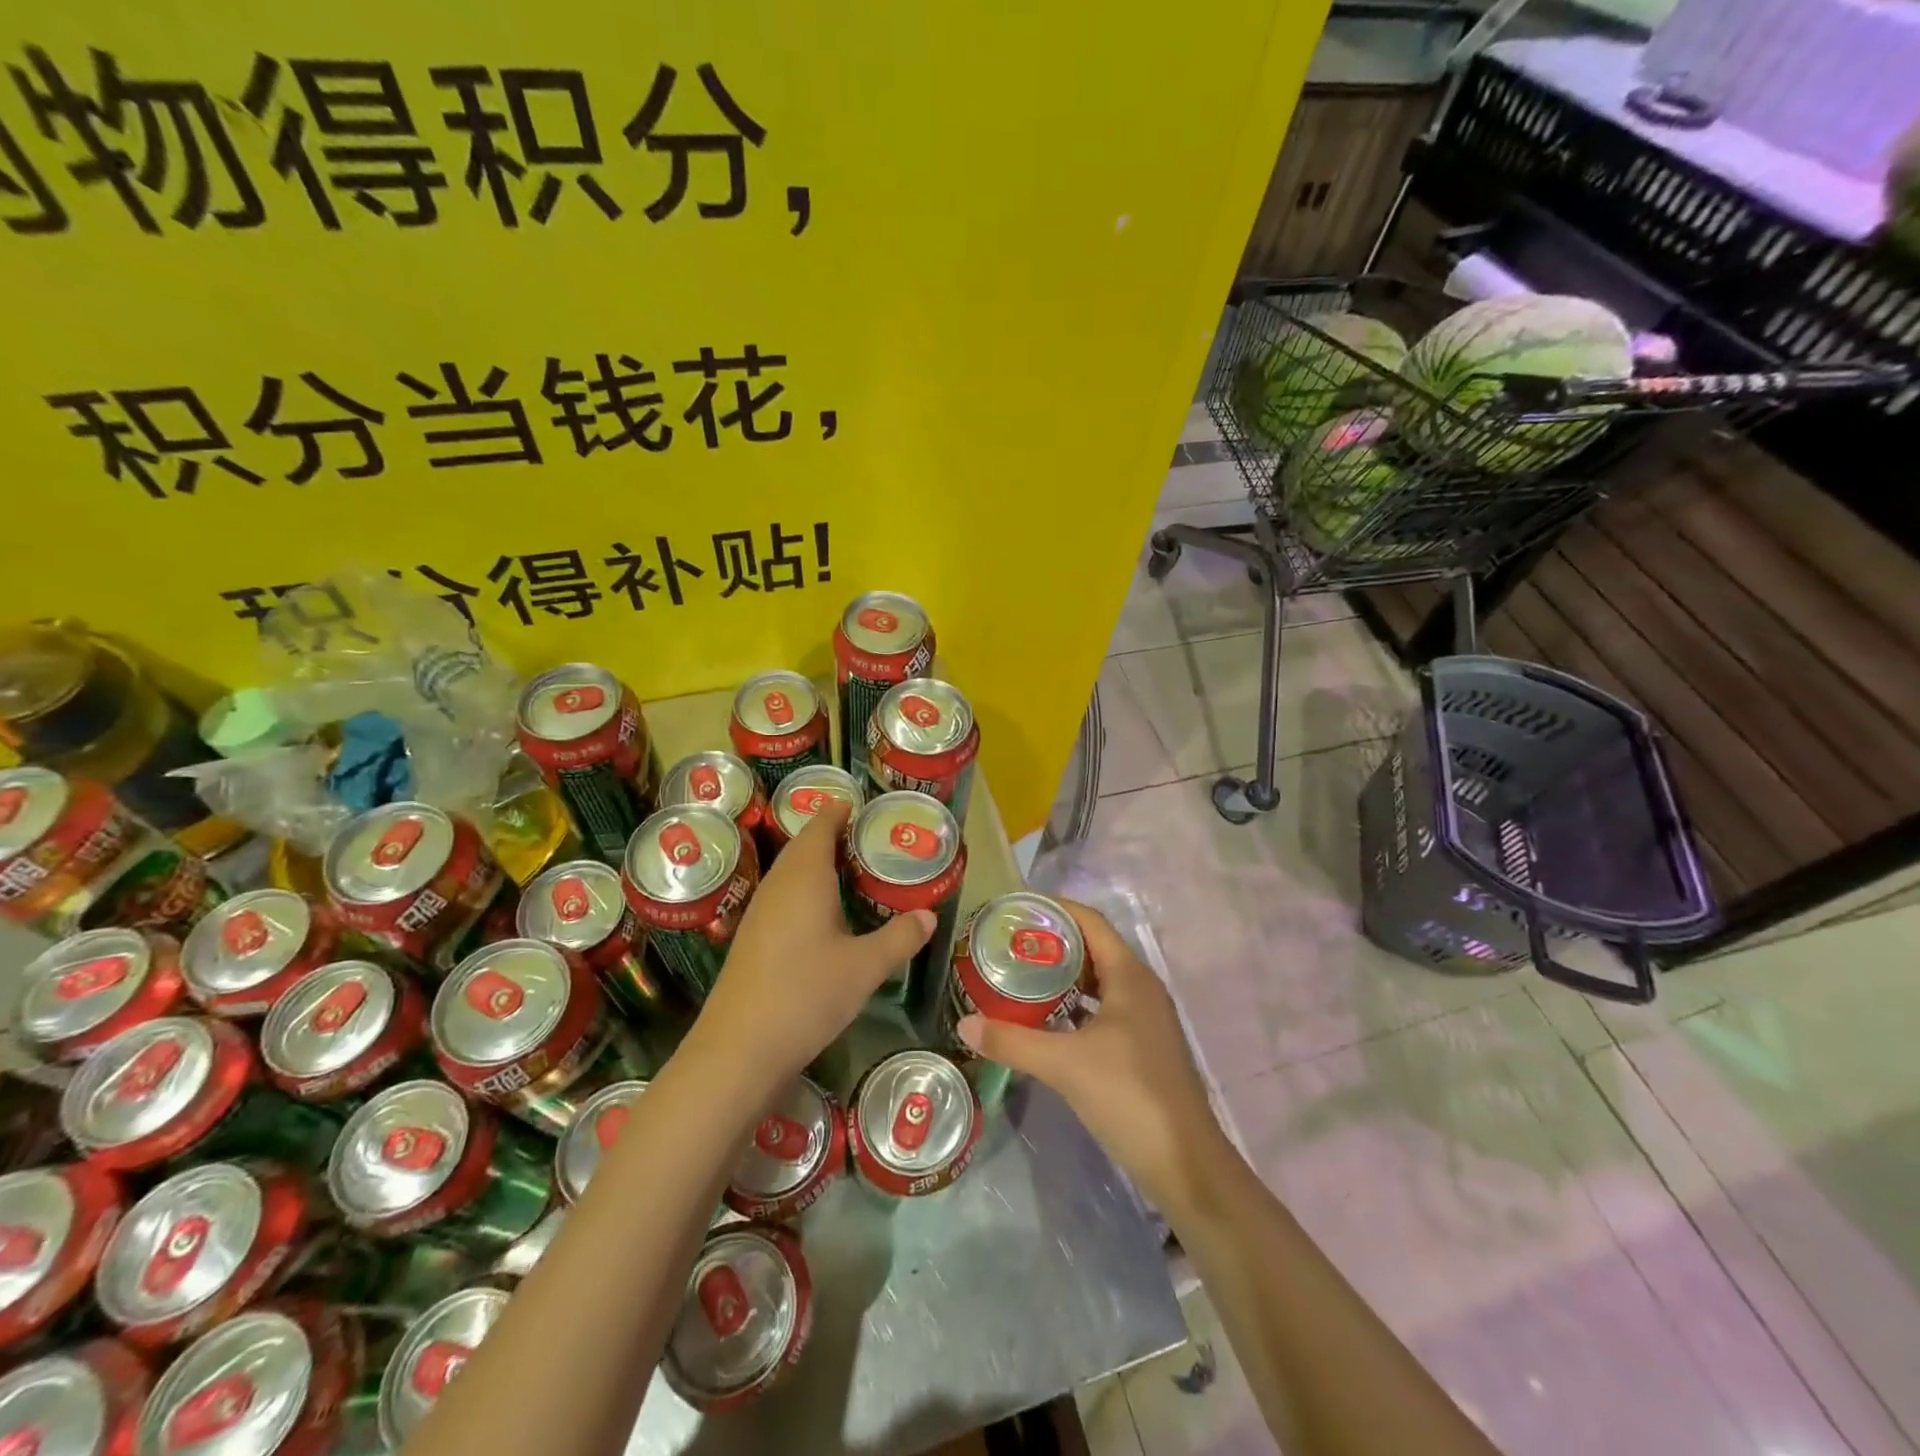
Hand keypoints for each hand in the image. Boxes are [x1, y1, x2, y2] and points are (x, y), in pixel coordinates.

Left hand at [683, 797, 932, 1103]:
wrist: (739, 1049)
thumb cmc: (806, 995)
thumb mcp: (865, 968)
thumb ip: (900, 937)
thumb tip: (929, 915)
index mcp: (805, 877)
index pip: (820, 826)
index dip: (839, 811)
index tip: (861, 806)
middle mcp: (778, 885)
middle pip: (803, 846)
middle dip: (832, 835)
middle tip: (867, 837)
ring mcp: (759, 912)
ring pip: (790, 872)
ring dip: (816, 863)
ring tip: (851, 869)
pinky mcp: (752, 938)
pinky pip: (782, 896)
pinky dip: (805, 890)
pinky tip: (822, 913)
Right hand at [957, 901, 1226, 1214]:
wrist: (1185, 1164)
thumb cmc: (1129, 1096)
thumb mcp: (1065, 1064)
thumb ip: (1013, 1041)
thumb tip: (964, 1024)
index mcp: (1130, 976)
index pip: (1090, 921)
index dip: (1054, 909)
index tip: (1015, 909)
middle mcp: (1140, 987)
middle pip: (1092, 948)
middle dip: (1052, 942)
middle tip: (1007, 944)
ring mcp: (1145, 1018)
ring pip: (1097, 981)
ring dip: (1062, 975)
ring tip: (1019, 975)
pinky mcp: (1142, 1045)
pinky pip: (1102, 1008)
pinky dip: (1074, 1005)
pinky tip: (1045, 1019)